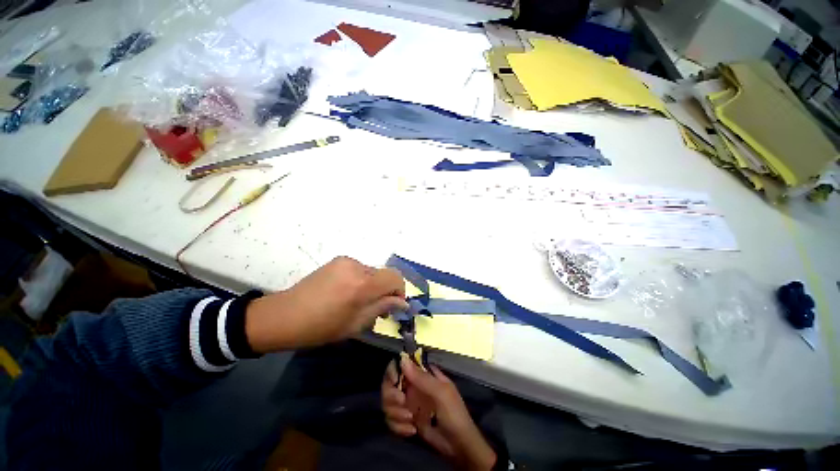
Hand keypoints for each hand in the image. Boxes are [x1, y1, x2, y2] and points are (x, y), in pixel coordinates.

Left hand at [245, 256, 407, 351]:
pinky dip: (361, 279)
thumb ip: (382, 308)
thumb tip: (402, 302)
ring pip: (372, 272)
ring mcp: (346, 261)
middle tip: (374, 307)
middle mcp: (357, 267)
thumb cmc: (321, 327)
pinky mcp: (338, 260)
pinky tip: (346, 292)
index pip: (395, 278)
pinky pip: (360, 269)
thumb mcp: (356, 324)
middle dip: (385, 290)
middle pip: (384, 274)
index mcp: (362, 285)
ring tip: (356, 301)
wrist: (284, 315)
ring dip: (372, 285)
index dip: (400, 291)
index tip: (394, 304)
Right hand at [384, 356, 497, 470]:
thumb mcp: (441, 393)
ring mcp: (408, 404)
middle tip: (402, 403)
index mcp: (423, 374)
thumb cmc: (454, 414)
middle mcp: (413, 386)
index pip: (402, 365)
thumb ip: (422, 377)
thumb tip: (403, 359)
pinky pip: (392, 420)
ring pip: (388, 403)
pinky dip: (398, 426)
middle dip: (392, 396)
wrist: (458, 446)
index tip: (394, 381)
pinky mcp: (406, 421)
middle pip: (389, 384)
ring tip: (411, 420)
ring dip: (396, 413)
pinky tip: (411, 431)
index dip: (393, 371)